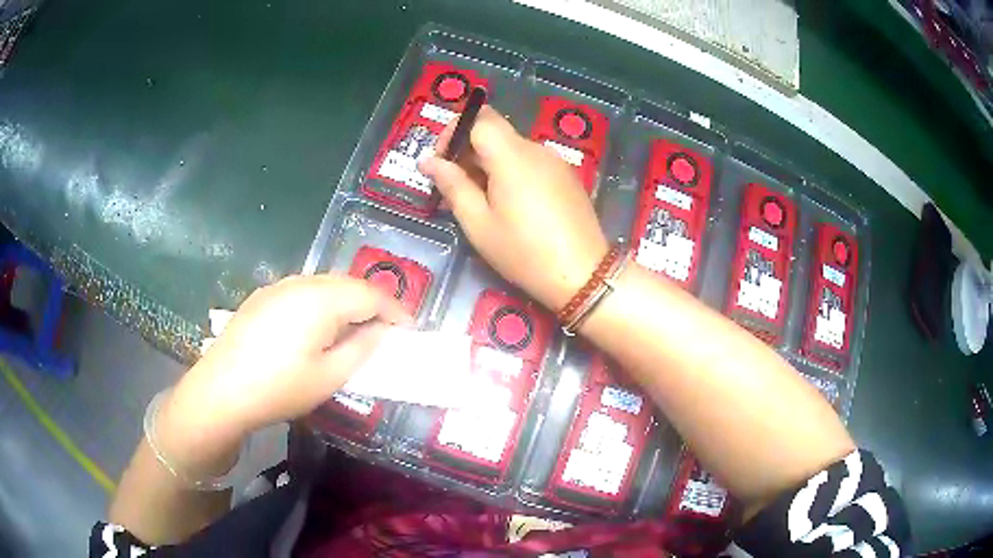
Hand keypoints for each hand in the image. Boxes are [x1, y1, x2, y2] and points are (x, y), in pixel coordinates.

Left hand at [156, 275, 410, 473]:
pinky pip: (302, 291)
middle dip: (371, 303)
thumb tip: (380, 330)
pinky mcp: (262, 297)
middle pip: (347, 283)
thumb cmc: (279, 388)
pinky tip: (315, 328)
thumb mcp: (329, 376)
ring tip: (352, 329)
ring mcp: (278, 286)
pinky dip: (320, 304)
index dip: (394, 310)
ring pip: (324, 285)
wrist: (221, 391)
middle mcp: (301, 282)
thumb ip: (362, 348)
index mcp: (322, 299)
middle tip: (383, 331)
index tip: (409, 329)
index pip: (370, 294)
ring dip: (345, 302)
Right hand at [420, 106, 608, 310]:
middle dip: (468, 151)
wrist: (583, 275)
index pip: (478, 119)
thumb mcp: (479, 224)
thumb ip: (452, 185)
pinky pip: (531, 162)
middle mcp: (536, 149)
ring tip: (481, 202)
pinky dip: (511, 172)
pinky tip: (510, 205)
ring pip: (512, 148)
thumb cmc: (524, 253)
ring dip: (489, 164)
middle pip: (495, 131)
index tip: (441, 161)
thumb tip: (428, 160)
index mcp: (511, 156)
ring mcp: (555, 161)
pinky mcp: (567, 176)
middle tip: (454, 188)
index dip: (454, 132)